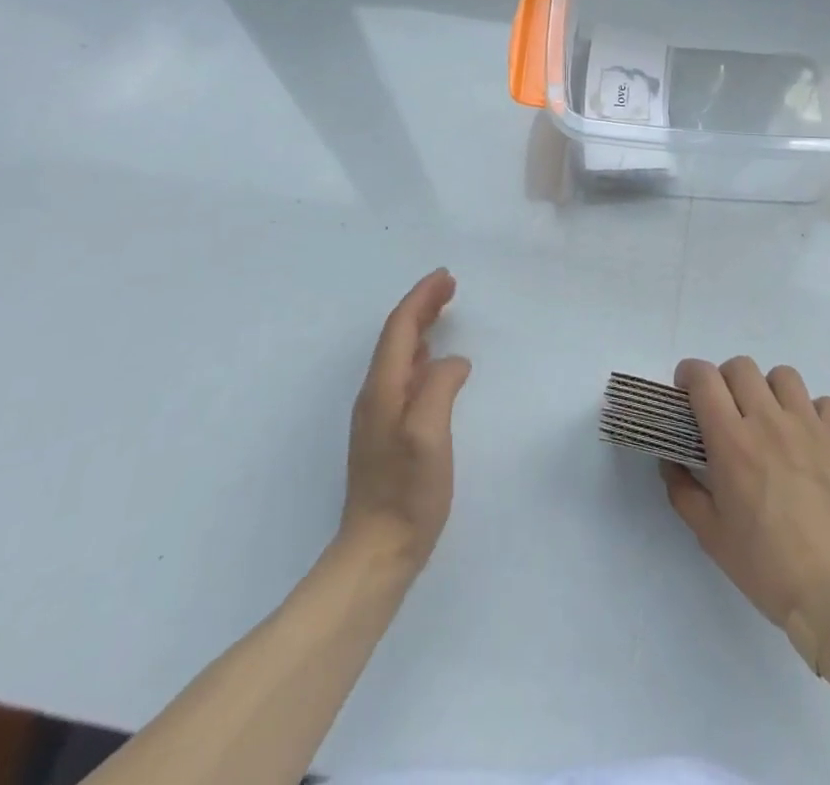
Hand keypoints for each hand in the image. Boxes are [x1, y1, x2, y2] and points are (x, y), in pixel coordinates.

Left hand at [339, 269, 471, 570]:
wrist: (377, 552)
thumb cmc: (407, 493)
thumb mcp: (429, 435)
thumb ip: (440, 388)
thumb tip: (453, 362)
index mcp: (383, 389)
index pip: (400, 328)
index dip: (421, 298)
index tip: (446, 277)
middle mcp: (376, 395)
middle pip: (397, 337)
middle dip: (421, 306)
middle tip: (450, 286)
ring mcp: (379, 415)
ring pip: (399, 355)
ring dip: (420, 327)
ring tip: (443, 312)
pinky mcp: (387, 433)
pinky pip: (403, 375)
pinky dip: (420, 354)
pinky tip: (432, 361)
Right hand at [662, 356, 829, 674]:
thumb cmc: (766, 567)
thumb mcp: (710, 535)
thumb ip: (682, 490)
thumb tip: (670, 459)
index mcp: (732, 442)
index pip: (704, 379)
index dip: (689, 375)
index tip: (686, 390)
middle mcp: (769, 422)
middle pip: (741, 367)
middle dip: (725, 381)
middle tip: (726, 409)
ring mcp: (811, 427)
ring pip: (783, 376)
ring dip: (768, 391)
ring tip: (769, 420)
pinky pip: (824, 403)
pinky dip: (812, 412)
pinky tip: (808, 439)